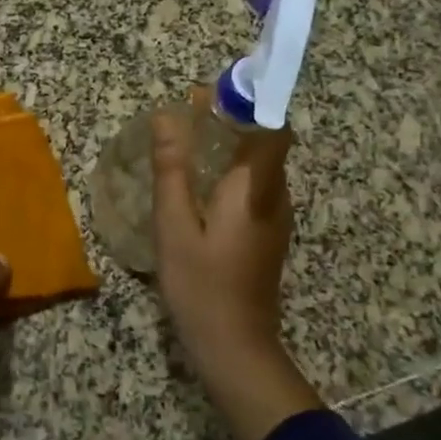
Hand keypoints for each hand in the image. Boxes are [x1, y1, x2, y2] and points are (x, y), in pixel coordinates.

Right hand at [152, 107, 321, 439]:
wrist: (235, 347)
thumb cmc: (201, 284)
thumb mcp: (174, 224)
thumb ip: (171, 168)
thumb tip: (165, 116)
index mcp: (254, 188)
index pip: (271, 128)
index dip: (247, 102)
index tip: (210, 93)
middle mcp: (274, 196)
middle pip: (265, 142)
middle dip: (231, 119)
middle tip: (186, 113)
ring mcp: (275, 217)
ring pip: (259, 164)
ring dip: (229, 144)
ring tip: (186, 140)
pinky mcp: (267, 234)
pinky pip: (253, 186)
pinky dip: (229, 170)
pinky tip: (197, 183)